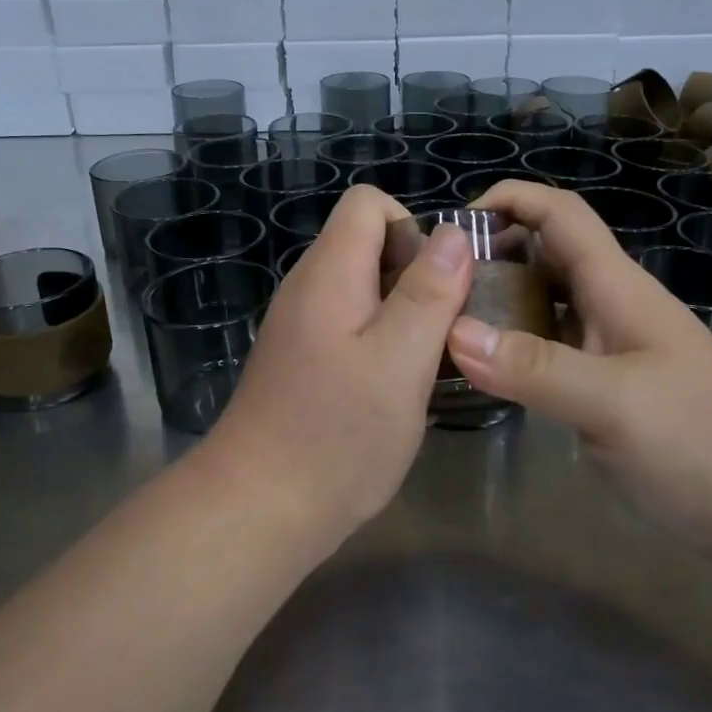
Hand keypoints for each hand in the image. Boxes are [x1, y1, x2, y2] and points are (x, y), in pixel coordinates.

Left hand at [207, 186, 472, 537]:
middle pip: (367, 243)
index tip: (438, 282)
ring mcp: (300, 325)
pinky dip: (379, 340)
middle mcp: (308, 287)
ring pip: (362, 288)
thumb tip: (452, 232)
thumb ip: (429, 292)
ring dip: (402, 312)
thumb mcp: (400, 360)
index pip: (367, 203)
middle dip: (415, 273)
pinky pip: (349, 324)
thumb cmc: (337, 433)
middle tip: (443, 331)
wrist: (259, 508)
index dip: (412, 227)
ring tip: (424, 363)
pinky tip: (393, 389)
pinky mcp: (301, 359)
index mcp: (329, 272)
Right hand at [444, 182, 711, 555]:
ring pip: (545, 302)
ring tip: (446, 322)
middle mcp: (610, 305)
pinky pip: (550, 347)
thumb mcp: (614, 402)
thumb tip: (452, 332)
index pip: (559, 213)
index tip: (454, 224)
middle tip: (435, 283)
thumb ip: (535, 367)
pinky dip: (515, 346)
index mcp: (615, 286)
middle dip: (493, 251)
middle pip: (546, 253)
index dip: (510, 198)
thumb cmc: (702, 442)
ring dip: (500, 299)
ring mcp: (610, 347)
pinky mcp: (608, 386)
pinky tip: (485, 370)